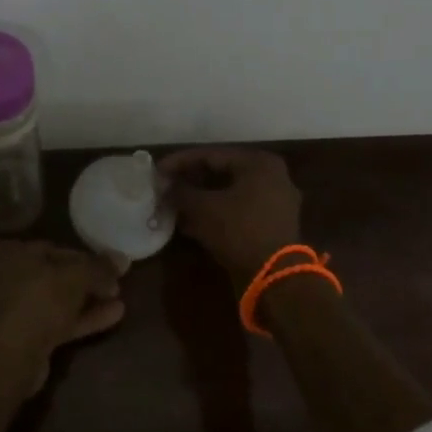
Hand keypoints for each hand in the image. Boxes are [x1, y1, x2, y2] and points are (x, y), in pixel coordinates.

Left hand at [0, 240, 125, 387]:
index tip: (109, 266)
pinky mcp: (20, 338)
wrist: (9, 359)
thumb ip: (99, 267)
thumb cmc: (37, 301)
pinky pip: (54, 322)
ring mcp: (9, 311)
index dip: (85, 257)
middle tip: (116, 285)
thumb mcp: (75, 276)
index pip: (52, 248)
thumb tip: (123, 259)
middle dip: (87, 281)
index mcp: (6, 253)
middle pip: (54, 276)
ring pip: (55, 301)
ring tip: (120, 300)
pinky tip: (112, 317)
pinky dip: (80, 319)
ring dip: (87, 301)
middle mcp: (1, 277)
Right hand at [159, 147, 303, 285]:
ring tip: (172, 207)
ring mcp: (274, 202)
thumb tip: (164, 186)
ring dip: (200, 200)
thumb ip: (181, 192)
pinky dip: (214, 215)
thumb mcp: (204, 208)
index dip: (180, 162)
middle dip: (190, 182)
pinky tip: (189, 224)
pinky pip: (237, 211)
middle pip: (221, 173)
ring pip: (228, 194)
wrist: (275, 277)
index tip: (157, 171)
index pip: (211, 155)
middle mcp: (271, 176)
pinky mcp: (271, 225)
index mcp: (258, 163)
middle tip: (164, 188)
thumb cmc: (240, 231)